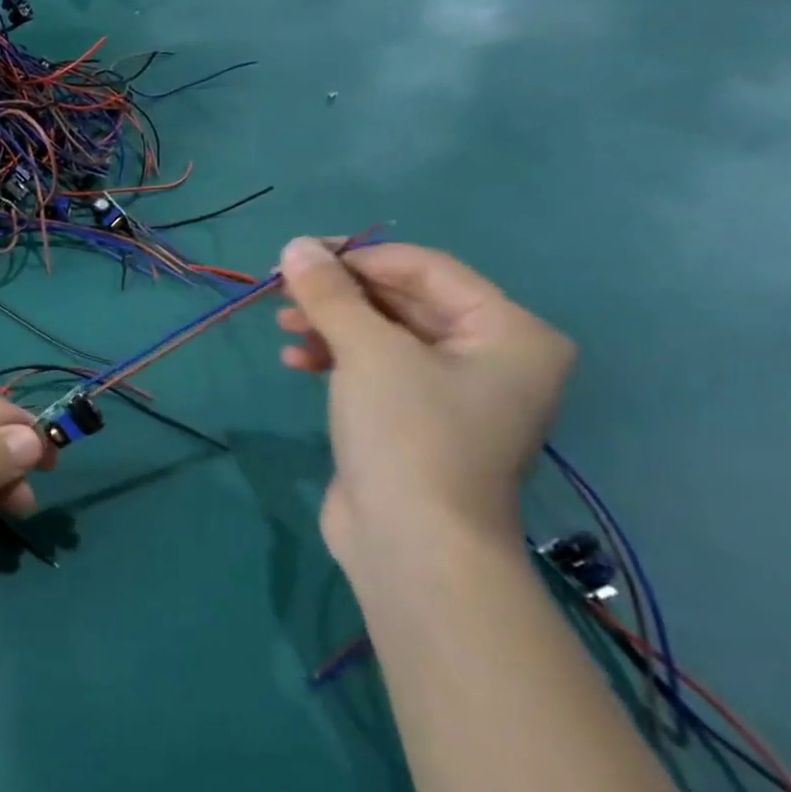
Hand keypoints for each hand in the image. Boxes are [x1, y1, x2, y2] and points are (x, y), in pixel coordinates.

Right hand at [275, 239, 574, 576]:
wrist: (413, 546)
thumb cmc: (408, 436)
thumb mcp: (368, 353)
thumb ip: (331, 294)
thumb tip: (295, 245)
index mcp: (509, 332)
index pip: (427, 269)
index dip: (359, 257)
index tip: (298, 258)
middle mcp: (491, 357)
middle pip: (405, 301)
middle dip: (341, 294)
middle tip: (282, 292)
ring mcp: (453, 394)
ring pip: (385, 336)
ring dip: (332, 326)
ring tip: (283, 326)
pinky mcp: (414, 422)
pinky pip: (375, 371)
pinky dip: (336, 359)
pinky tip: (296, 360)